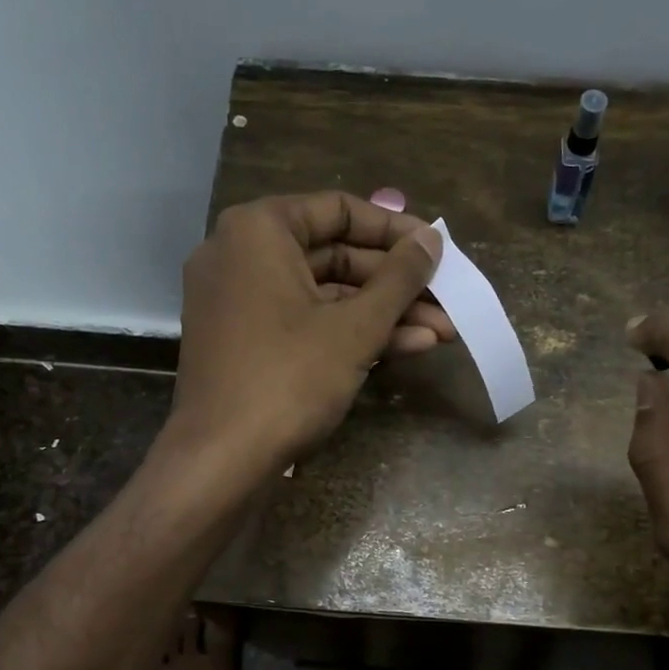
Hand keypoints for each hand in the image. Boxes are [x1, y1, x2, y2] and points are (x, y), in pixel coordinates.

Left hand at [170, 192, 448, 474]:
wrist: (222, 459)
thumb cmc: (290, 378)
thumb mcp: (356, 327)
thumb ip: (400, 277)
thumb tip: (432, 238)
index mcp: (259, 230)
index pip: (339, 210)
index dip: (395, 231)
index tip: (436, 251)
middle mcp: (242, 255)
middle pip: (334, 254)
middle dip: (396, 284)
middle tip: (446, 300)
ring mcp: (241, 301)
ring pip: (324, 294)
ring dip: (383, 313)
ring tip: (441, 332)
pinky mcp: (246, 342)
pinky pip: (305, 322)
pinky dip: (350, 332)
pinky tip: (406, 347)